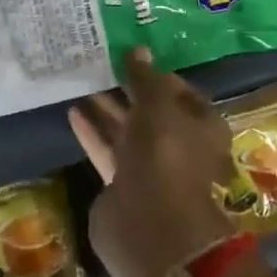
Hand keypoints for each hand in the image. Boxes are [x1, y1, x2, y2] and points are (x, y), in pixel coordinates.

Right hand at [70, 49, 234, 276]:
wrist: (151, 227)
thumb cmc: (166, 155)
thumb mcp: (158, 106)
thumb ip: (145, 78)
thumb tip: (137, 49)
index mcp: (202, 126)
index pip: (181, 92)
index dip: (157, 74)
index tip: (129, 57)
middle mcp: (179, 146)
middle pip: (151, 112)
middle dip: (127, 90)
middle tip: (99, 65)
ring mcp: (151, 169)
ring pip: (128, 131)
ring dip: (107, 108)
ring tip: (82, 82)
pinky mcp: (123, 186)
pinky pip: (108, 150)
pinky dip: (93, 132)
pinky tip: (74, 111)